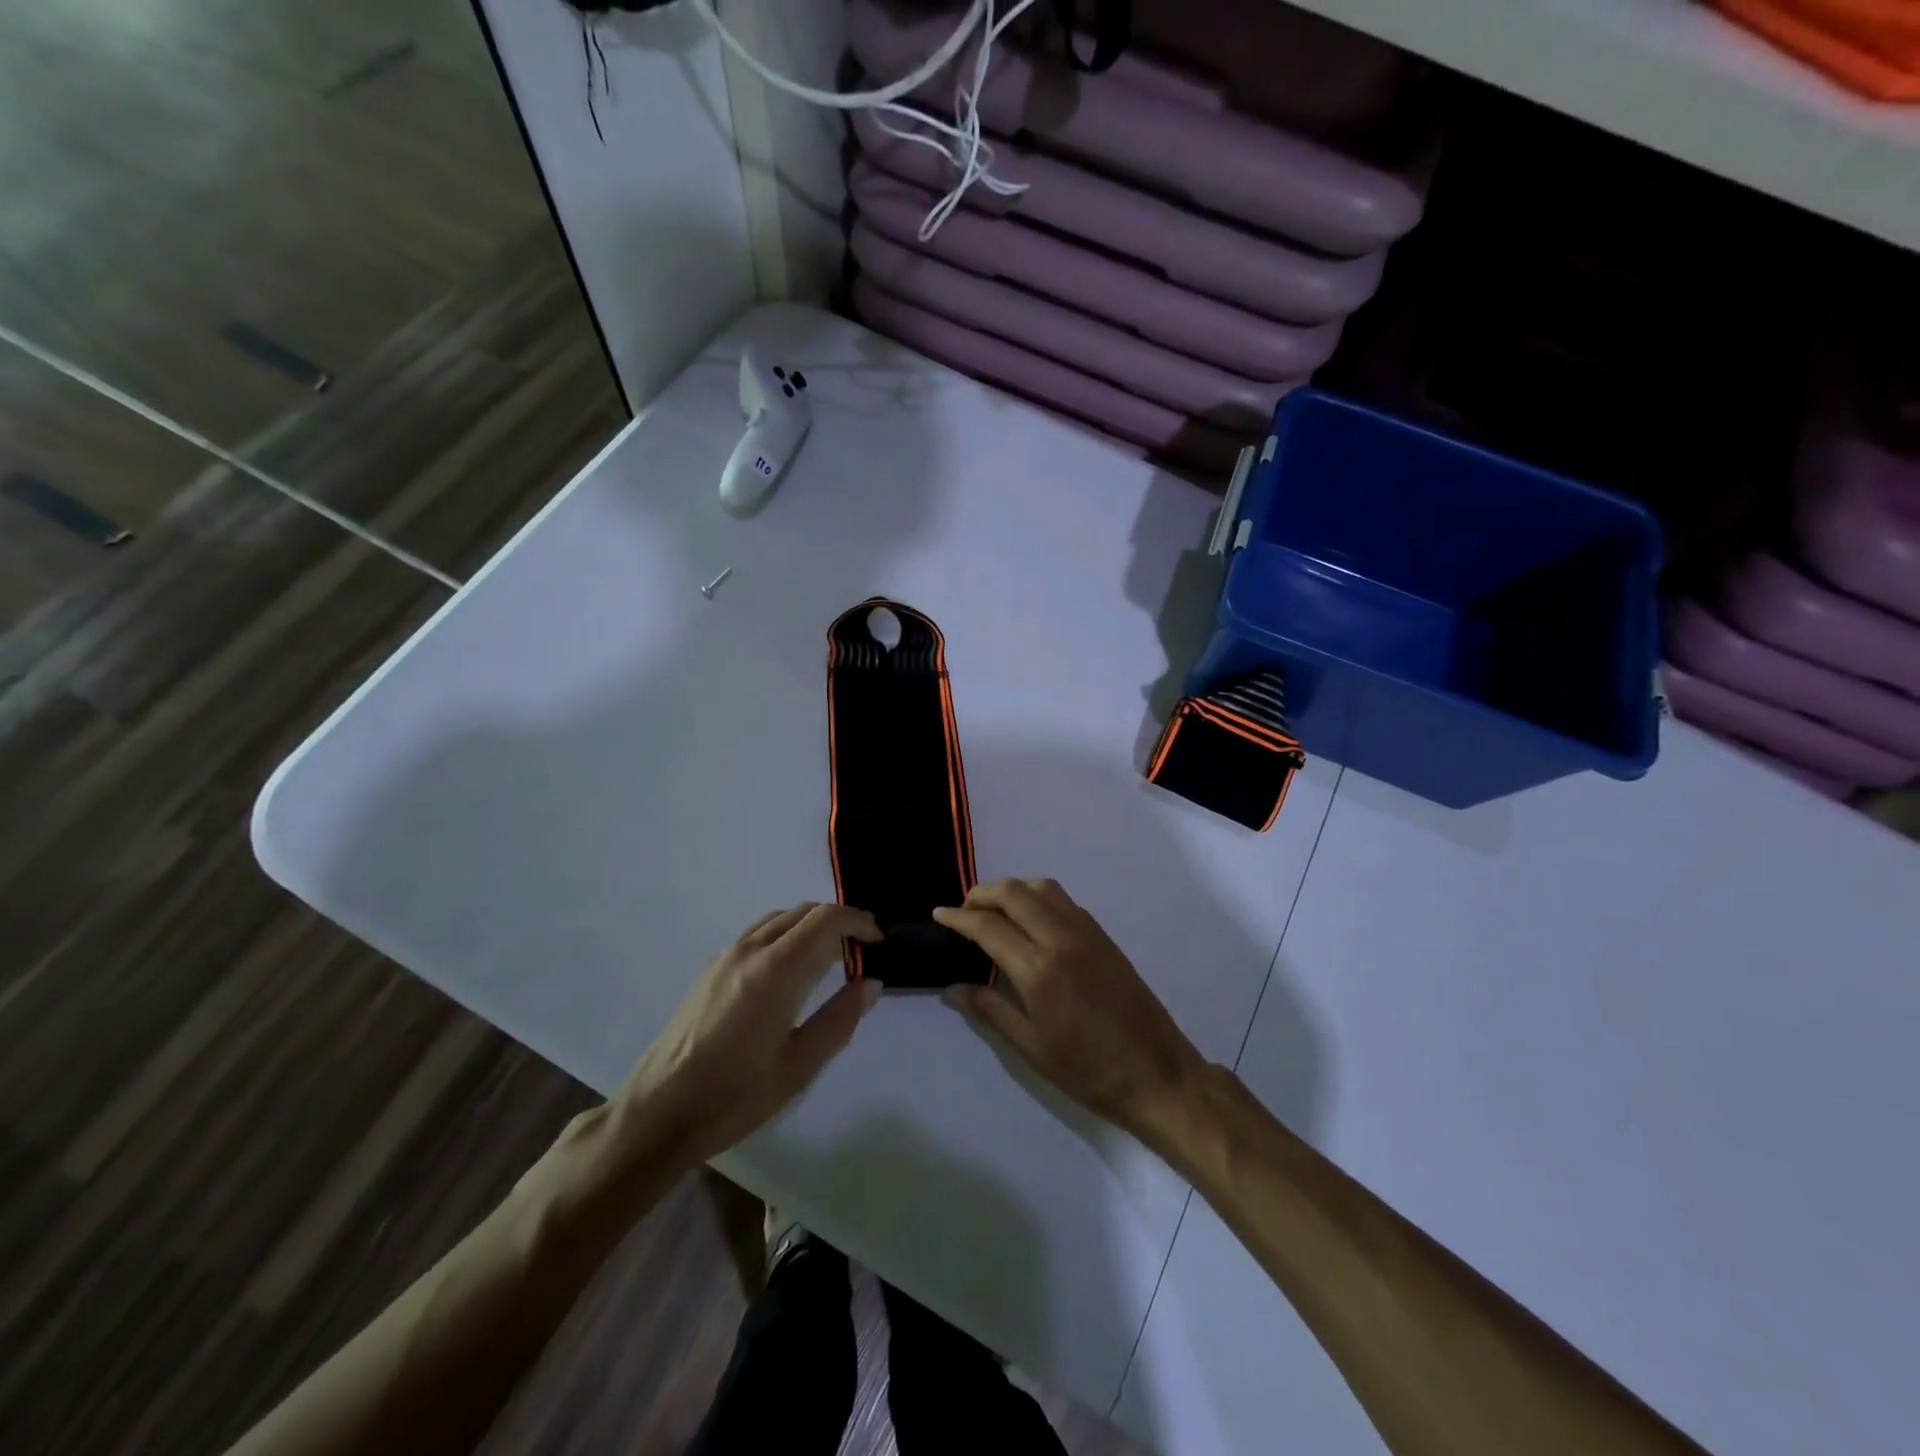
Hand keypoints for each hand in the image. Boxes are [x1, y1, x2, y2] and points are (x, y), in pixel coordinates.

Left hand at [609, 903, 882, 1166]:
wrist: (658, 1114)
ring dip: (810, 925)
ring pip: (779, 919)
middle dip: (838, 921)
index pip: (826, 920)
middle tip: (861, 949)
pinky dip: (785, 934)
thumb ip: (839, 1019)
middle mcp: (750, 951)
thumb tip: (871, 983)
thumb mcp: (798, 1066)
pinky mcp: (711, 970)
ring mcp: (726, 957)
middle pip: (803, 912)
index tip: (878, 941)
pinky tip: (790, 970)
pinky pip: (758, 933)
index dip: (858, 921)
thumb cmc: (734, 1096)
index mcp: (776, 970)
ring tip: (830, 956)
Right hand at [935, 879, 1204, 1139]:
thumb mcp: (1031, 1048)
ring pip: (1042, 887)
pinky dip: (1038, 898)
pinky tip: (1031, 922)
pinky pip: (1063, 900)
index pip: (988, 926)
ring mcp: (1086, 932)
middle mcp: (1061, 938)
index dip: (958, 917)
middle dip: (982, 893)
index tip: (938, 914)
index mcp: (1039, 970)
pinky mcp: (1103, 935)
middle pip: (1014, 892)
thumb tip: (952, 987)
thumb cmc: (1088, 1070)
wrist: (1156, 1071)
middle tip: (964, 910)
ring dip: (1012, 889)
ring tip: (995, 911)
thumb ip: (990, 1010)